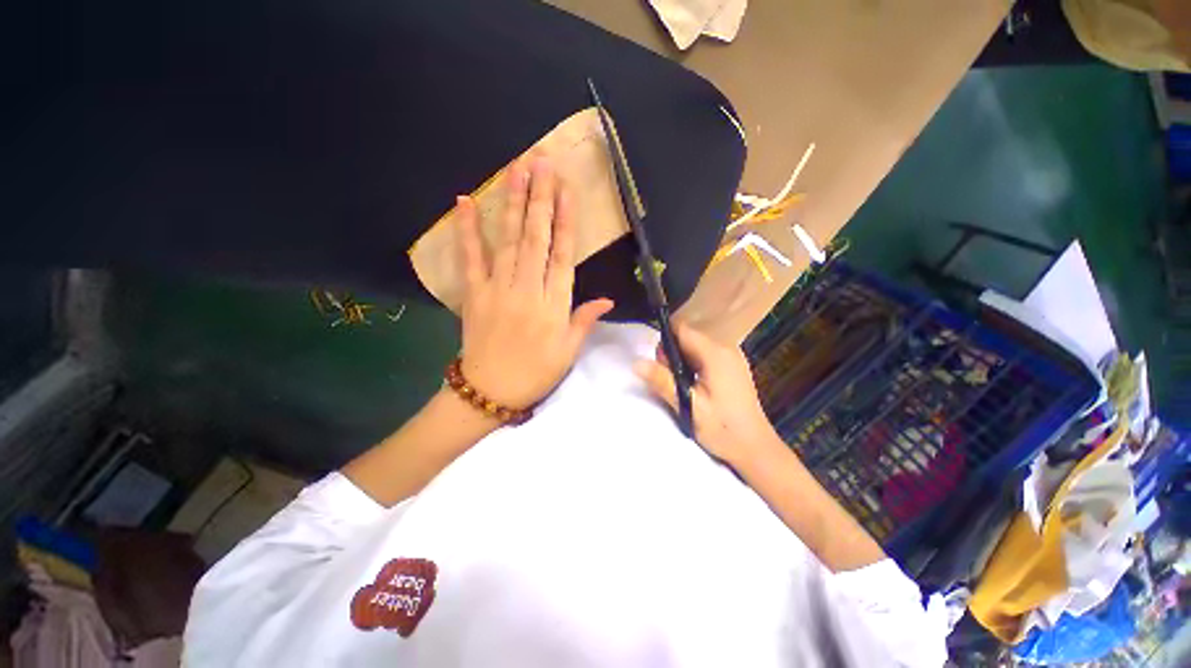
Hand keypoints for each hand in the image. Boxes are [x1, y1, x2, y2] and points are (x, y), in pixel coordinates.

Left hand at [457, 156, 613, 408]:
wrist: (491, 391)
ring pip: (508, 240)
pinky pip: (470, 257)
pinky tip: (464, 202)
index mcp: (555, 304)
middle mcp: (529, 290)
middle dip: (540, 199)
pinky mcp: (474, 293)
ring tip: (516, 170)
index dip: (565, 221)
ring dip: (512, 203)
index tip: (567, 191)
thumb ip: (585, 320)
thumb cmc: (536, 372)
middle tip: (541, 162)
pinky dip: (466, 230)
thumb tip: (608, 299)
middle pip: (536, 238)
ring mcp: (498, 289)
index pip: (563, 255)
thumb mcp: (569, 351)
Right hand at [635, 322, 779, 467]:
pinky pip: (705, 356)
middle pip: (687, 338)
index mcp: (715, 353)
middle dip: (673, 355)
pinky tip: (695, 388)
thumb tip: (636, 363)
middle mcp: (725, 348)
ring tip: (683, 388)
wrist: (756, 449)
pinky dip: (694, 367)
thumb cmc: (722, 428)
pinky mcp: (733, 367)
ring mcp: (732, 357)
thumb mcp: (688, 405)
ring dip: (683, 362)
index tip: (660, 364)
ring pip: (695, 347)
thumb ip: (662, 381)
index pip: (682, 330)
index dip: (665, 342)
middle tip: (671, 382)